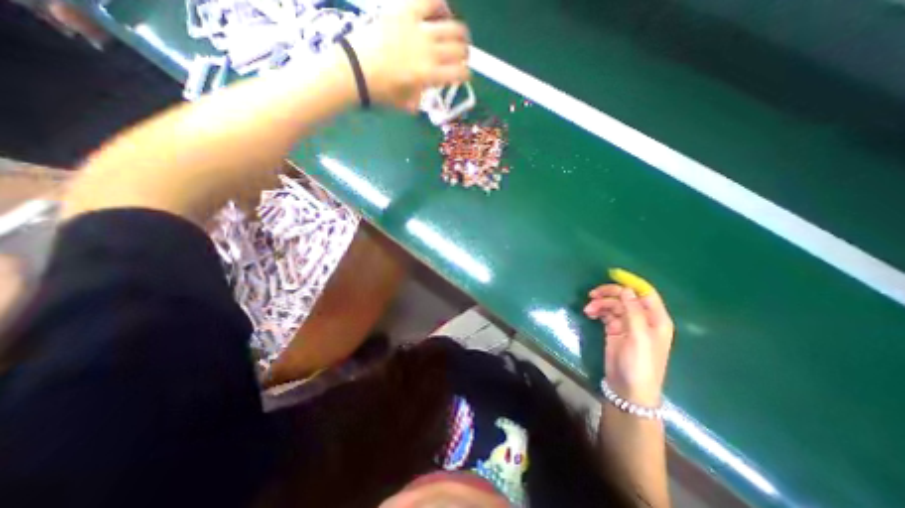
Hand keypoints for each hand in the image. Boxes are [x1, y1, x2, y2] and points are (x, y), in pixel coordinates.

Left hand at [346, 1, 469, 110]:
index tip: (464, 76)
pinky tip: (442, 12)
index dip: (466, 75)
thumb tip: (426, 91)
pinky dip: (441, 5)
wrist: (355, 71)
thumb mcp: (406, 104)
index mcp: (429, 76)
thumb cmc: (381, 93)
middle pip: (459, 49)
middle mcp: (428, 52)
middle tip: (461, 57)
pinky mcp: (404, 12)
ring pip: (452, 27)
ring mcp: (417, 30)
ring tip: (457, 37)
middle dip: (465, 55)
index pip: (460, 73)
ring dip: (460, 34)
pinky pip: (430, 0)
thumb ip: (421, 98)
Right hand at [587, 282, 669, 404]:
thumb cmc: (639, 363)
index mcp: (656, 319)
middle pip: (625, 297)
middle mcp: (643, 319)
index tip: (612, 275)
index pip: (645, 293)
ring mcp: (628, 325)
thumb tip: (625, 289)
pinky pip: (605, 314)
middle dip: (609, 294)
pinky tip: (589, 314)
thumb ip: (633, 311)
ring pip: (613, 305)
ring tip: (588, 310)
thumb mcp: (639, 336)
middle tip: (592, 294)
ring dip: (600, 304)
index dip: (630, 283)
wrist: (628, 389)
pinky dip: (597, 311)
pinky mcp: (614, 330)